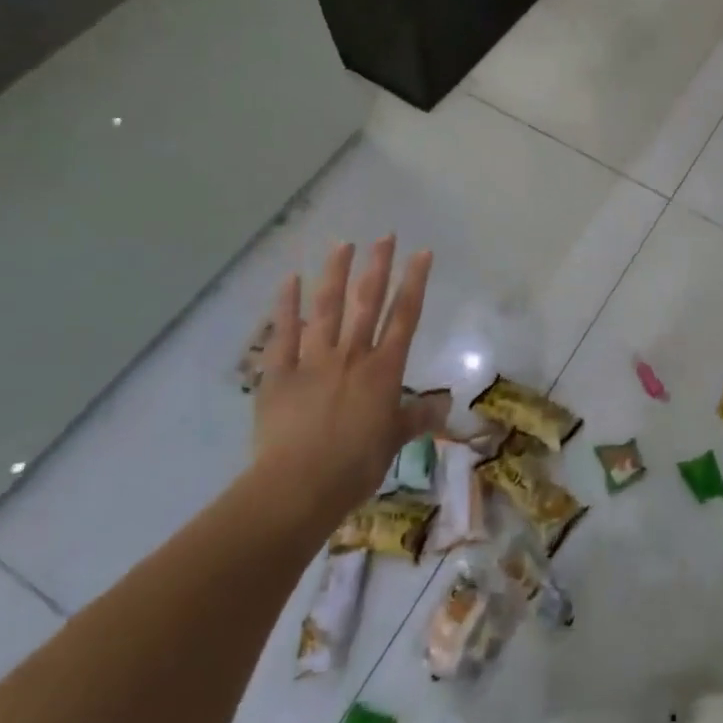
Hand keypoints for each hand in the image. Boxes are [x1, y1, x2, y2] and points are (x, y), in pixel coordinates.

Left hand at [252, 238, 446, 534]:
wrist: (298, 487)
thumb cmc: (354, 467)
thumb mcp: (393, 443)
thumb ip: (416, 418)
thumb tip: (444, 405)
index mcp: (384, 370)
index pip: (405, 317)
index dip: (415, 282)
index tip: (422, 253)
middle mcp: (352, 356)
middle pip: (368, 302)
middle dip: (378, 266)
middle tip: (385, 236)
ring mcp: (313, 360)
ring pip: (327, 308)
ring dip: (336, 274)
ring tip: (343, 244)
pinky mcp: (279, 373)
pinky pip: (283, 333)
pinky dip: (286, 305)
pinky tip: (290, 280)